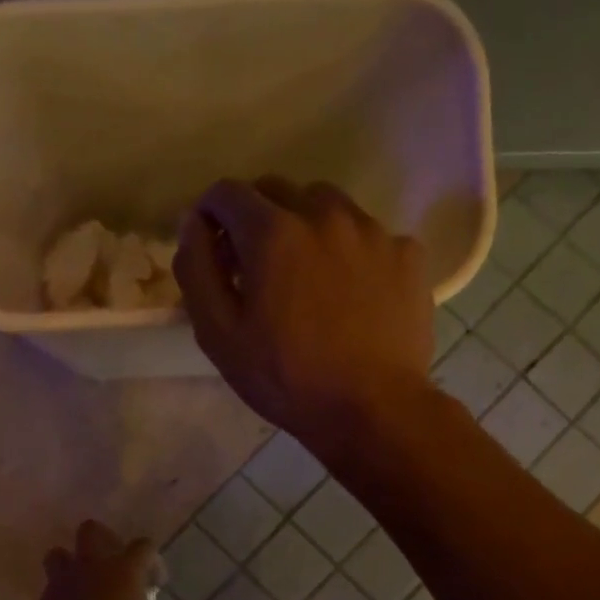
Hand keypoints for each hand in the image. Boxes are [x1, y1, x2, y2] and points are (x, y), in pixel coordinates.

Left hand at [26, 521, 159, 599]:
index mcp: (124, 572)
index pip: (143, 547)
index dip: (153, 562)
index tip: (156, 583)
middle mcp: (90, 568)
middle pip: (91, 530)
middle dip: (104, 541)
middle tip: (115, 567)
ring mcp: (60, 584)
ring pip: (60, 555)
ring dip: (74, 565)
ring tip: (86, 588)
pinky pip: (52, 590)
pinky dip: (62, 598)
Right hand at [173, 177, 433, 456]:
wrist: (373, 409)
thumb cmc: (285, 378)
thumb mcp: (218, 334)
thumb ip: (196, 269)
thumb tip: (192, 224)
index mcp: (272, 232)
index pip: (227, 192)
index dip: (210, 215)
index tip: (213, 249)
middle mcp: (324, 214)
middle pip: (278, 190)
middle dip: (256, 218)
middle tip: (255, 268)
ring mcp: (373, 231)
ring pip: (327, 206)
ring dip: (305, 227)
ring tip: (306, 277)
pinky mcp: (407, 253)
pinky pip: (368, 236)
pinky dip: (350, 252)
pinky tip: (351, 293)